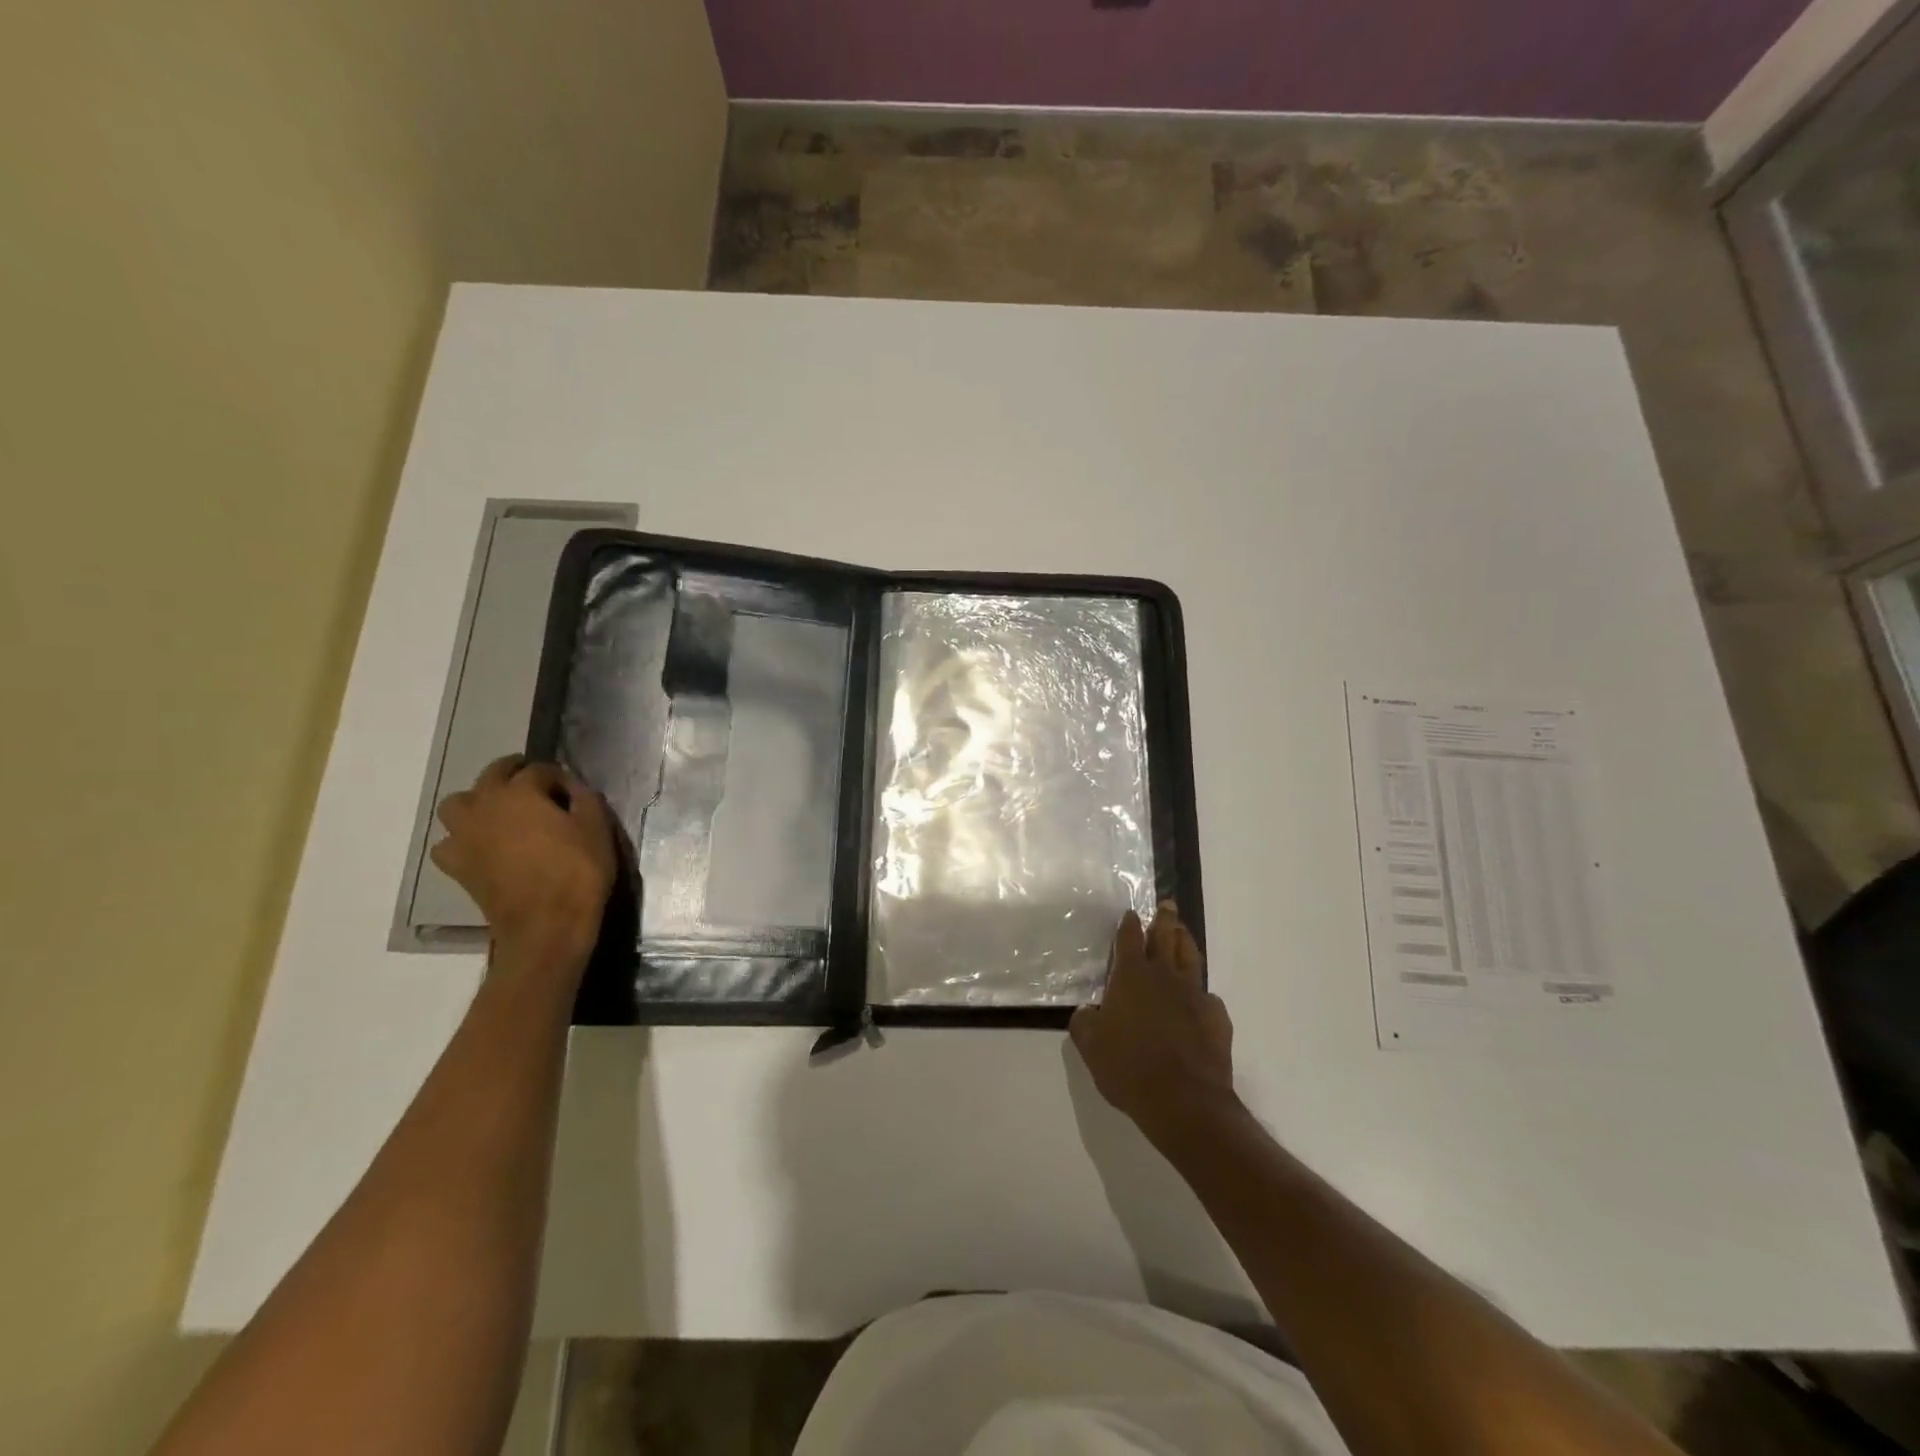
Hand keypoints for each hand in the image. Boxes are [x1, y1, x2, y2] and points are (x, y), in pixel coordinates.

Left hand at [432, 755, 615, 968]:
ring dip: (478, 802)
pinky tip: (483, 847)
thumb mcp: (597, 827)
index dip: (559, 776)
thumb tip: (573, 789)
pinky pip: (449, 842)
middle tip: (538, 788)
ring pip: (457, 803)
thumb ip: (585, 799)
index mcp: (520, 791)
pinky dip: (463, 839)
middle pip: (493, 773)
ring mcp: (464, 835)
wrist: (547, 925)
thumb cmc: (577, 871)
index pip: (538, 769)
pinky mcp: (457, 865)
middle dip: (515, 774)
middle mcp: (485, 805)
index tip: (574, 791)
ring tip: (501, 814)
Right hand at [1070, 901, 1237, 1149]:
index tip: (1131, 913)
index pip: (1129, 940)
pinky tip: (1199, 998)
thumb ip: (1085, 1022)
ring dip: (1185, 941)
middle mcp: (1164, 976)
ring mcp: (1194, 994)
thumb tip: (1089, 1011)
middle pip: (1165, 937)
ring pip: (1190, 957)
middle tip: (1168, 905)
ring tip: (1183, 932)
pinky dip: (1200, 992)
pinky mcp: (1216, 1017)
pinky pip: (1207, 995)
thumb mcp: (1090, 1046)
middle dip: (1164, 919)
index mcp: (1131, 977)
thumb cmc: (1128, 1068)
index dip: (1129, 925)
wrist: (1183, 1100)